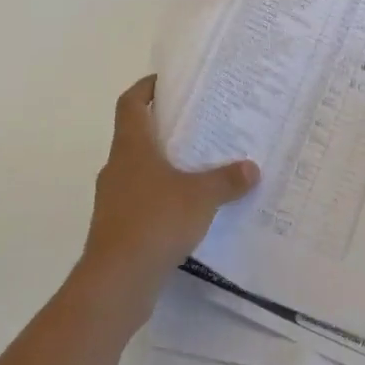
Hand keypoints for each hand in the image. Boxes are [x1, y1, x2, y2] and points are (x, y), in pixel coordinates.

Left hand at [77, 75, 259, 307]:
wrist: (116, 282)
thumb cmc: (155, 222)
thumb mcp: (201, 197)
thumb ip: (226, 180)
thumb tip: (252, 168)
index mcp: (131, 147)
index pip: (131, 104)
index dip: (145, 88)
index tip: (166, 81)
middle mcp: (117, 167)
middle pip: (136, 135)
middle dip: (163, 128)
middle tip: (197, 124)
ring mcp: (113, 200)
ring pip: (138, 171)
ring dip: (163, 166)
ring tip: (198, 167)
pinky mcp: (116, 229)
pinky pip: (141, 201)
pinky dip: (161, 198)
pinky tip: (187, 210)